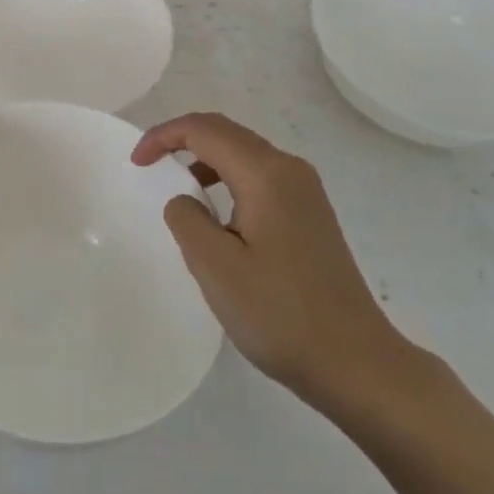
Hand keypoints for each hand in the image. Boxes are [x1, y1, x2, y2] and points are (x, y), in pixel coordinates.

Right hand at [134, 112, 427, 416]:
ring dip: (205, 159)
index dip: (163, 136)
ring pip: (244, 154)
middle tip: (149, 165)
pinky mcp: (311, 214)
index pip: (204, 129)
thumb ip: (187, 219)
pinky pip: (259, 177)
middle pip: (226, 132)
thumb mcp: (216, 267)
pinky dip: (228, 179)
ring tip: (179, 190)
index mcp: (266, 173)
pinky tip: (218, 216)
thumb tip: (185, 200)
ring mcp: (306, 191)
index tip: (136, 163)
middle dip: (182, 140)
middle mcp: (289, 169)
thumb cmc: (281, 314)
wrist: (357, 364)